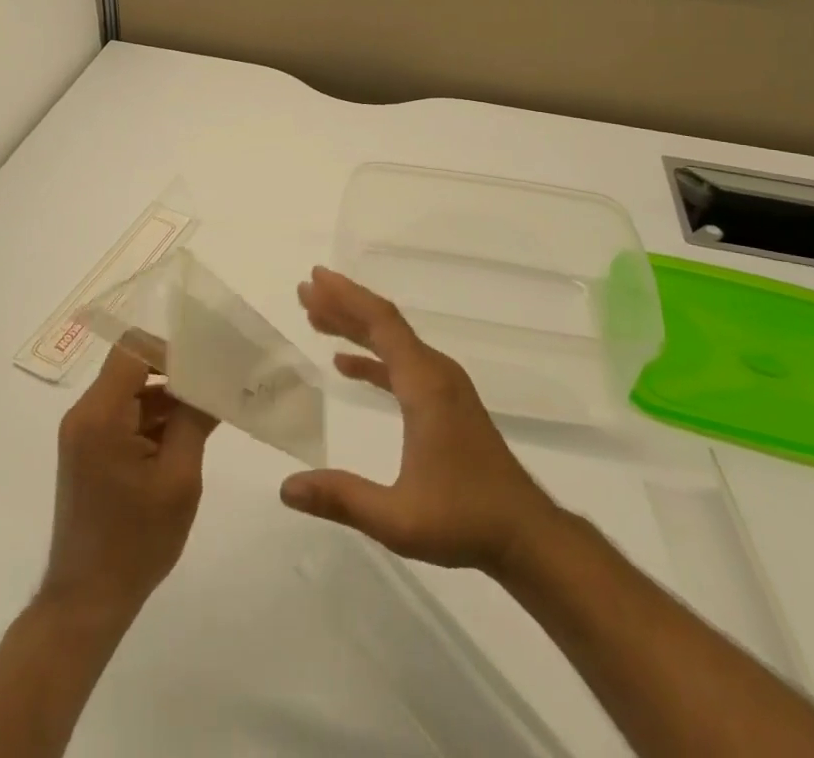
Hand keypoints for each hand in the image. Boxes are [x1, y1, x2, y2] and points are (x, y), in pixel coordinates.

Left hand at [41, 347, 219, 621]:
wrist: (87, 602)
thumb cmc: (135, 541)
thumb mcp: (178, 478)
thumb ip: (194, 420)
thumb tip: (213, 380)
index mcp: (100, 414)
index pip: (133, 349)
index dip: (170, 348)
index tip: (206, 363)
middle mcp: (85, 414)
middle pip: (132, 369)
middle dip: (175, 375)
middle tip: (217, 384)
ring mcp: (84, 434)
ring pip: (132, 393)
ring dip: (168, 400)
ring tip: (211, 410)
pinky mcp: (89, 452)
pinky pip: (125, 417)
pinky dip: (154, 421)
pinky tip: (188, 436)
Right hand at [280, 267, 558, 574]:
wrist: (526, 534)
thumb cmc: (464, 520)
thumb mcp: (398, 519)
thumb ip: (342, 499)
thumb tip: (286, 489)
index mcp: (425, 384)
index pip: (381, 323)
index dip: (346, 297)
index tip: (314, 279)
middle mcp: (435, 372)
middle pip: (385, 323)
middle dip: (343, 303)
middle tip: (305, 290)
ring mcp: (444, 385)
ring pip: (393, 341)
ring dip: (355, 326)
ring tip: (315, 317)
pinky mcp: (446, 401)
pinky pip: (402, 363)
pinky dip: (372, 357)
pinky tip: (346, 364)